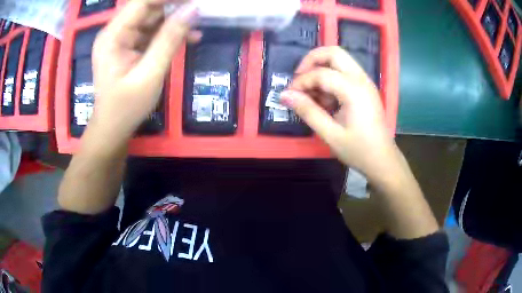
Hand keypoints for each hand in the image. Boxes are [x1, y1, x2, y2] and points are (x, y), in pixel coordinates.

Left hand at [90, 0, 199, 136]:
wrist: (112, 129)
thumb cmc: (126, 108)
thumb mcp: (149, 74)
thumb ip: (169, 39)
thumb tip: (193, 10)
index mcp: (113, 36)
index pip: (142, 2)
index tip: (194, 0)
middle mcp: (115, 32)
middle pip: (148, 8)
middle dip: (175, 7)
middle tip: (200, 11)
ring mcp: (122, 39)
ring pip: (152, 19)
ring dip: (175, 22)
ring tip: (197, 28)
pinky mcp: (129, 46)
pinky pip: (152, 32)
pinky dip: (170, 34)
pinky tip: (189, 38)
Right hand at [281, 46, 396, 179]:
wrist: (383, 161)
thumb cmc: (359, 151)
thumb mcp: (330, 135)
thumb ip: (308, 111)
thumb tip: (284, 95)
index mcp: (354, 90)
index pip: (321, 74)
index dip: (301, 82)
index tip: (289, 96)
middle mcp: (361, 79)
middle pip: (334, 53)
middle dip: (312, 61)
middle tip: (299, 79)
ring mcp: (365, 82)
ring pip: (340, 60)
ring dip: (321, 69)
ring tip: (313, 94)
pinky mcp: (365, 88)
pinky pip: (345, 72)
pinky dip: (330, 78)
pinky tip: (326, 100)